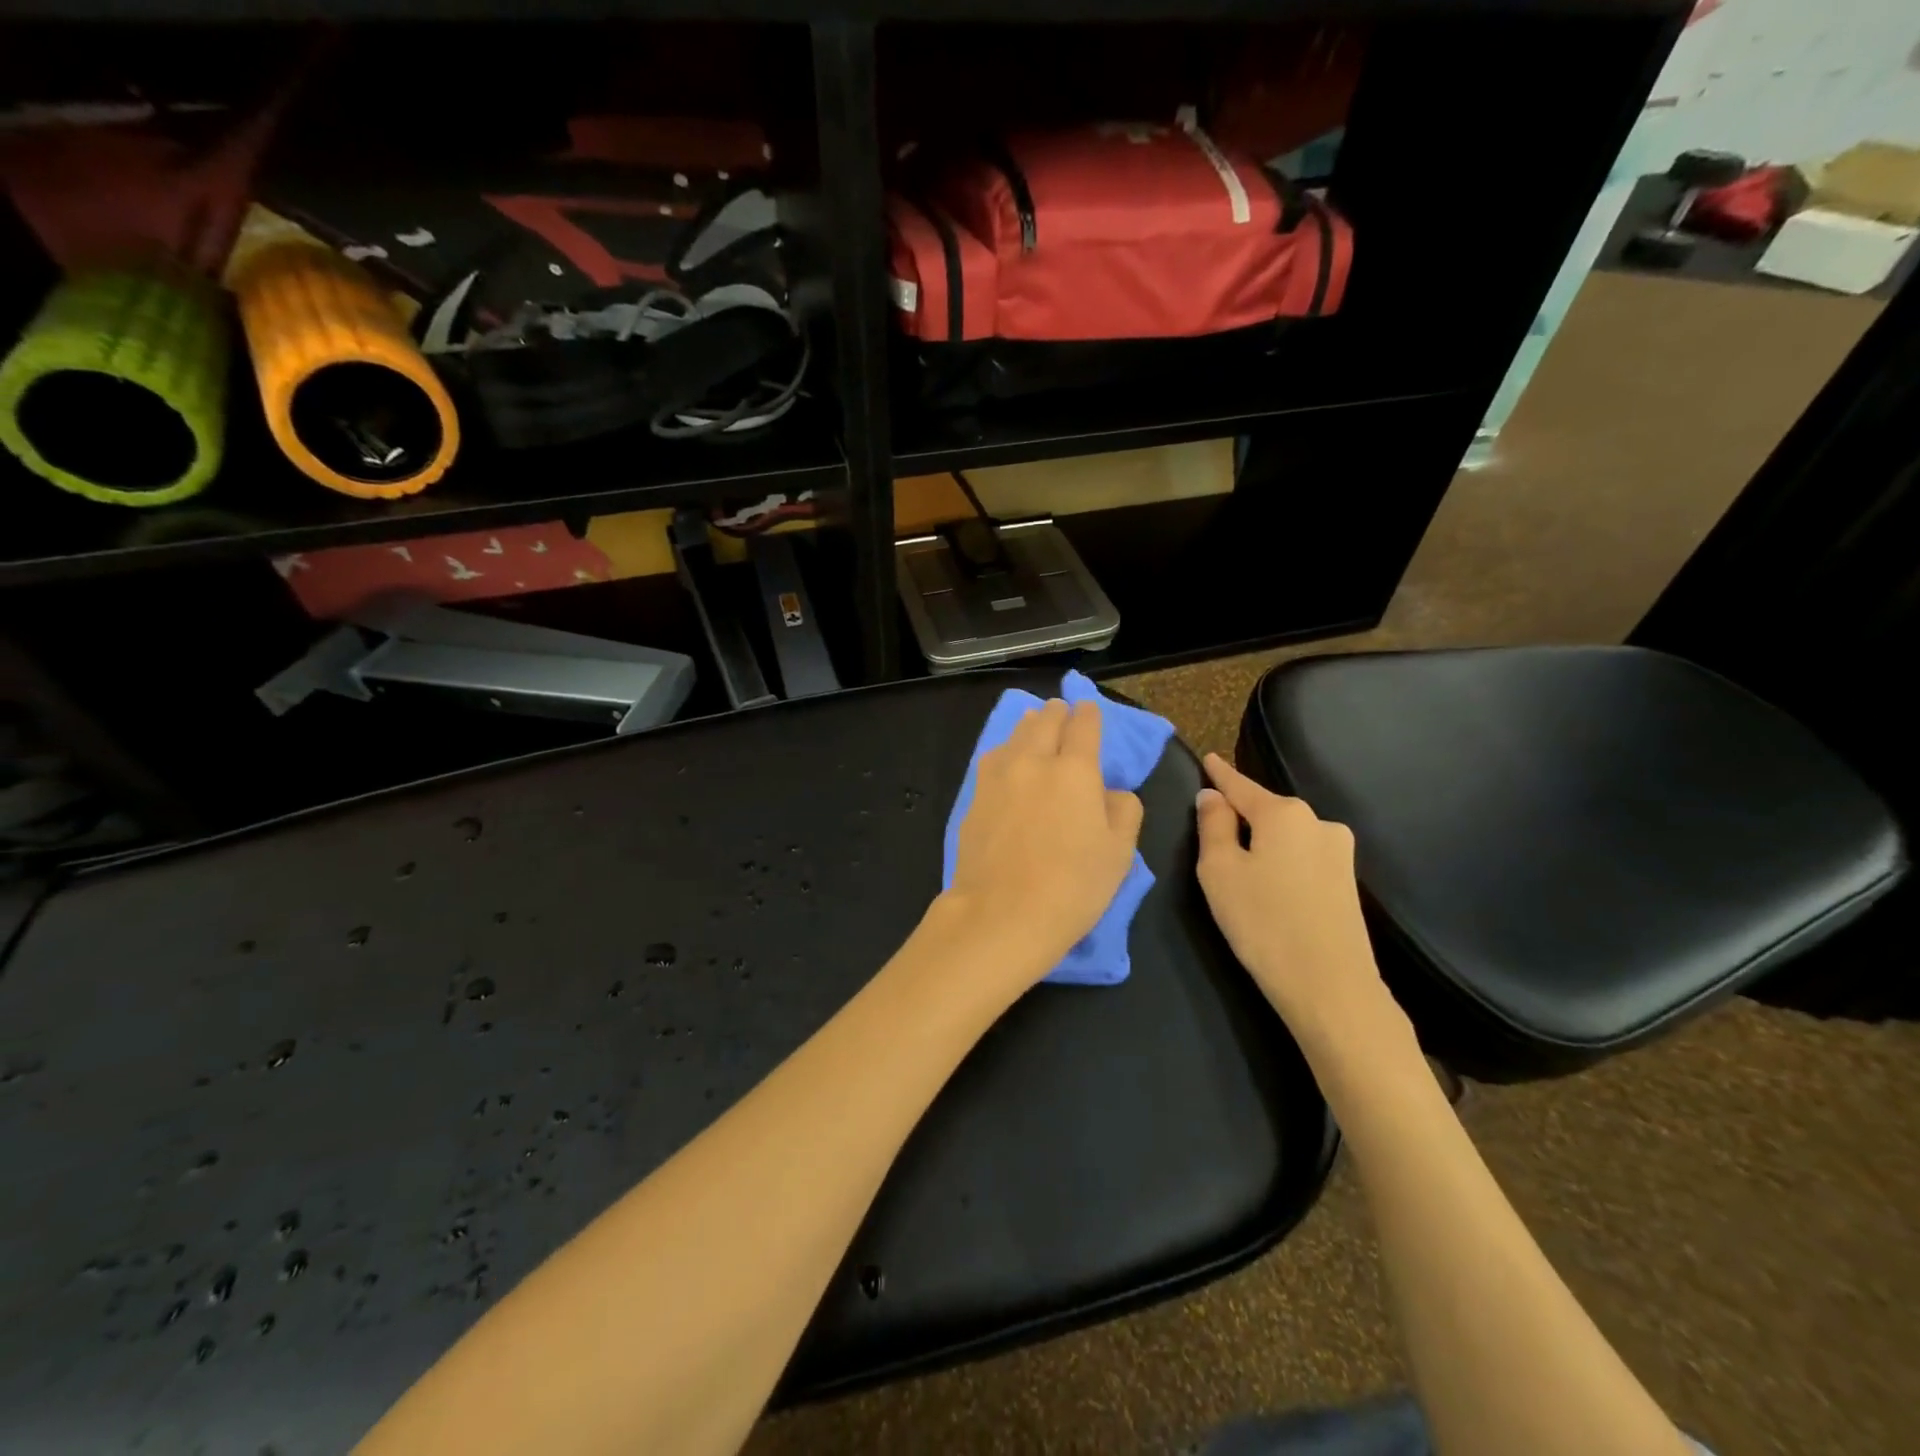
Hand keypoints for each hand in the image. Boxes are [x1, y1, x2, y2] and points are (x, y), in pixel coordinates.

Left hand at [939, 699, 1143, 989]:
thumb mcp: (1119, 853)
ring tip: (1034, 724)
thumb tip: (1112, 791)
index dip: (1089, 714)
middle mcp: (1034, 761)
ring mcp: (998, 777)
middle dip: (1057, 713)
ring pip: (1015, 735)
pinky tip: (1007, 758)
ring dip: (1029, 725)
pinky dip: (1005, 750)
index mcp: (1075, 770)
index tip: (1089, 709)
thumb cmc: (1072, 886)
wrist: (1001, 914)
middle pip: (1045, 722)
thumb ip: (1124, 811)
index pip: (1084, 726)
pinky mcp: (974, 796)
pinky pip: (993, 758)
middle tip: (1061, 710)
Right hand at [1194, 753, 1402, 1053]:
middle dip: (1241, 813)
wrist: (1331, 987)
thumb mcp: (1219, 871)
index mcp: (1284, 814)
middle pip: (1266, 810)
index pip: (1241, 785)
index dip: (1220, 774)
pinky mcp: (1347, 882)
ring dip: (1262, 841)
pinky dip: (1281, 861)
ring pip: (1286, 835)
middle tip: (1212, 827)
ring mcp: (1339, 852)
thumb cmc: (1262, 923)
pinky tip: (1270, 885)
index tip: (1208, 758)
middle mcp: (1318, 822)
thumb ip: (1213, 826)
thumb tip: (1213, 796)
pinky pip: (1302, 857)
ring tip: (1239, 865)